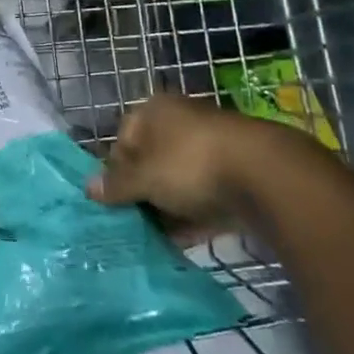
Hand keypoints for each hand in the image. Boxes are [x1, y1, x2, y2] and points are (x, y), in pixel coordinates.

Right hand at [89, 93, 322, 239]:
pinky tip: (181, 242)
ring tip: (154, 238)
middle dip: (141, 192)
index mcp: (154, 111)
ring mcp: (211, 147)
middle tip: (132, 221)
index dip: (115, 170)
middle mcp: (181, 122)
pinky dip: (191, 216)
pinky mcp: (236, 175)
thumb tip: (88, 188)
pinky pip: (203, 196)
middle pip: (151, 159)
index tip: (113, 200)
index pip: (123, 137)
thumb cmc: (190, 164)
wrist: (265, 176)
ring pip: (178, 180)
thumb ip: (116, 185)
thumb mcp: (144, 178)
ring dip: (166, 207)